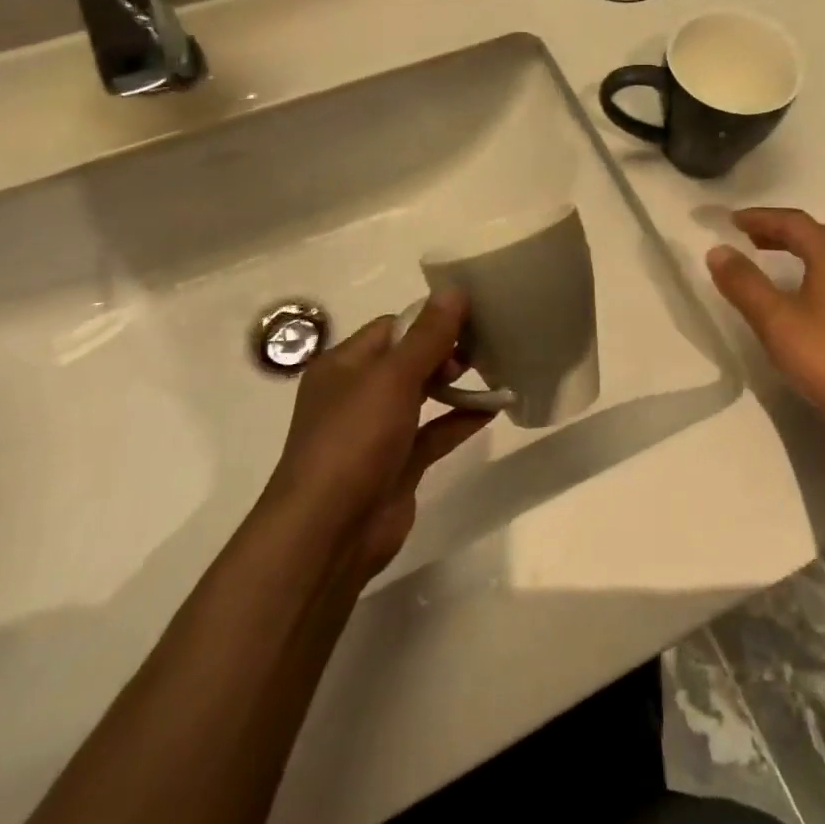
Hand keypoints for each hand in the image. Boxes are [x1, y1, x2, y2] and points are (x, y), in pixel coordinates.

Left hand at [264, 290, 492, 580]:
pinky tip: (493, 410)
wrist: (329, 532)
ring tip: (495, 370)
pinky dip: (460, 421)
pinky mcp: (397, 465)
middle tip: (483, 347)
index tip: (471, 316)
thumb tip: (454, 291)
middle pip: (407, 360)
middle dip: (445, 351)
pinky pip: (433, 433)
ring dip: (455, 385)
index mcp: (343, 366)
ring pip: (422, 397)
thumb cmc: (354, 440)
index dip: (428, 319)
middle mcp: (356, 395)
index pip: (391, 328)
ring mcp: (376, 433)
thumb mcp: (392, 378)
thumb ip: (427, 336)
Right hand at [705, 207, 824, 435]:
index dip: (761, 218)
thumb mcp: (775, 321)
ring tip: (776, 264)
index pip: (794, 222)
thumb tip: (718, 250)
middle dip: (781, 232)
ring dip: (802, 252)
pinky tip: (811, 299)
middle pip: (817, 235)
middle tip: (751, 239)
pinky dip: (820, 274)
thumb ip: (744, 283)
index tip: (732, 221)